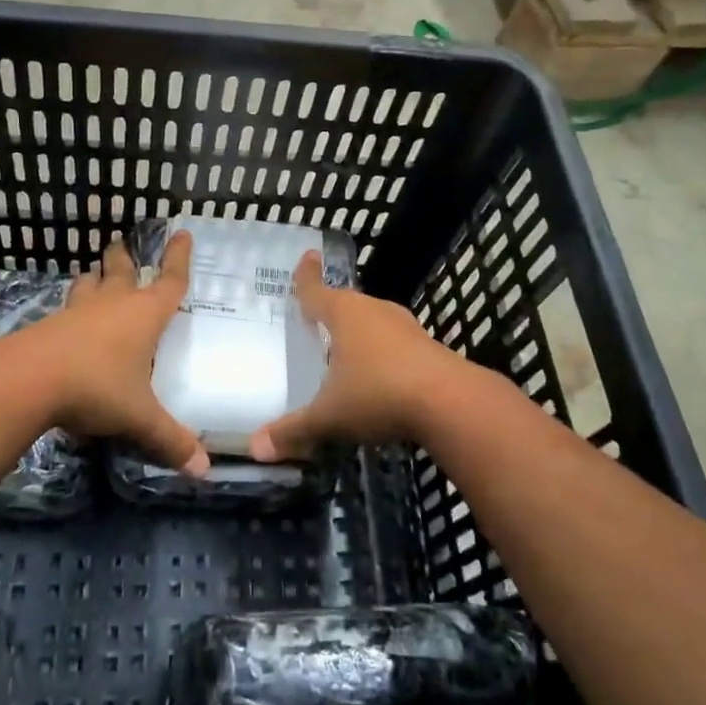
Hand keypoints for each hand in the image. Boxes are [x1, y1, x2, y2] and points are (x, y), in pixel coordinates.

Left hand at [22, 231, 209, 475]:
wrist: (28, 380)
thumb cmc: (97, 387)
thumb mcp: (139, 417)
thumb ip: (170, 440)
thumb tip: (204, 471)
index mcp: (144, 316)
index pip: (170, 280)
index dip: (179, 258)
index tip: (181, 232)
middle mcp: (113, 305)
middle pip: (121, 271)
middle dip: (124, 258)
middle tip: (121, 245)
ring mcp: (78, 312)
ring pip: (88, 284)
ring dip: (93, 277)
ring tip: (93, 274)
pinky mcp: (50, 325)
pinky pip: (66, 309)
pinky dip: (72, 307)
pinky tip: (68, 319)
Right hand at [249, 251, 463, 460]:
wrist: (450, 403)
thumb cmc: (378, 394)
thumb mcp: (329, 416)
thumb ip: (293, 430)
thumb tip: (254, 448)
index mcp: (344, 314)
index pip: (316, 290)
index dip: (307, 276)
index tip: (308, 256)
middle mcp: (374, 311)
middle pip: (346, 304)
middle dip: (331, 310)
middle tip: (315, 318)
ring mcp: (405, 327)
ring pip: (374, 322)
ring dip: (360, 332)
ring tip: (345, 349)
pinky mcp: (428, 347)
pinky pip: (395, 343)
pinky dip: (382, 353)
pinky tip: (379, 375)